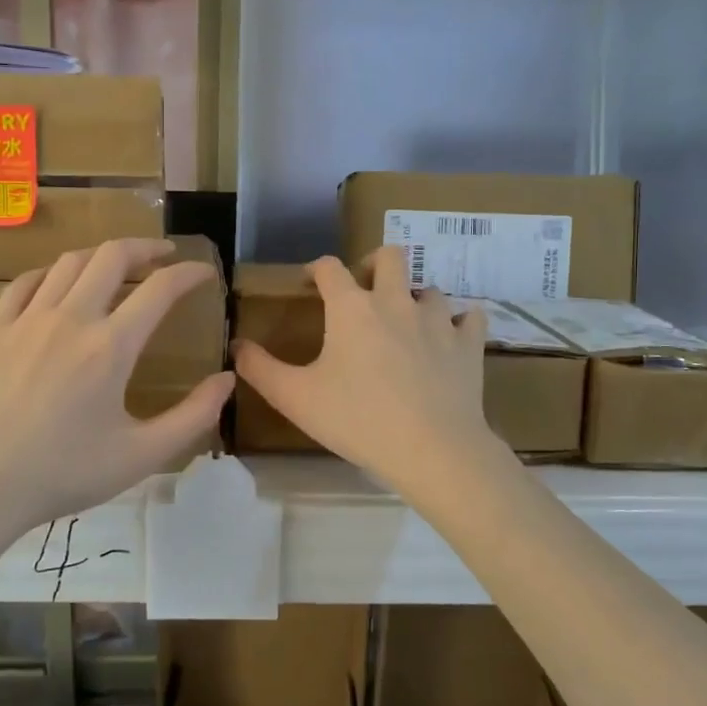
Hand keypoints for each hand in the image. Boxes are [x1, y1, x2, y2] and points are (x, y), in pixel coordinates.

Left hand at [0, 238, 233, 534]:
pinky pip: (25, 282)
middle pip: (112, 256)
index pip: (160, 289)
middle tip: (163, 255)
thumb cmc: (63, 474)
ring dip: (101, 256)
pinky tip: (58, 283)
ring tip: (116, 267)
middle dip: (145, 247)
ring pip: (69, 262)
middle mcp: (70, 319)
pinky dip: (51, 273)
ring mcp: (26, 319)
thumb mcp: (142, 456)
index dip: (189, 273)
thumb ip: (193, 416)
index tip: (205, 273)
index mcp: (111, 347)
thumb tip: (227, 379)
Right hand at [233, 248, 496, 495]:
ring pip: (430, 288)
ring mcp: (438, 320)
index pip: (329, 267)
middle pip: (390, 256)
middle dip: (374, 264)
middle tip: (364, 290)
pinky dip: (458, 323)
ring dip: (415, 298)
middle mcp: (396, 301)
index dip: (315, 269)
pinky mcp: (469, 344)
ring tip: (405, 324)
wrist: (432, 449)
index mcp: (352, 308)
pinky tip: (449, 338)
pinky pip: (470, 318)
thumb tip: (236, 345)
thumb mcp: (295, 398)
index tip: (308, 283)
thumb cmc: (357, 420)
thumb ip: (260, 369)